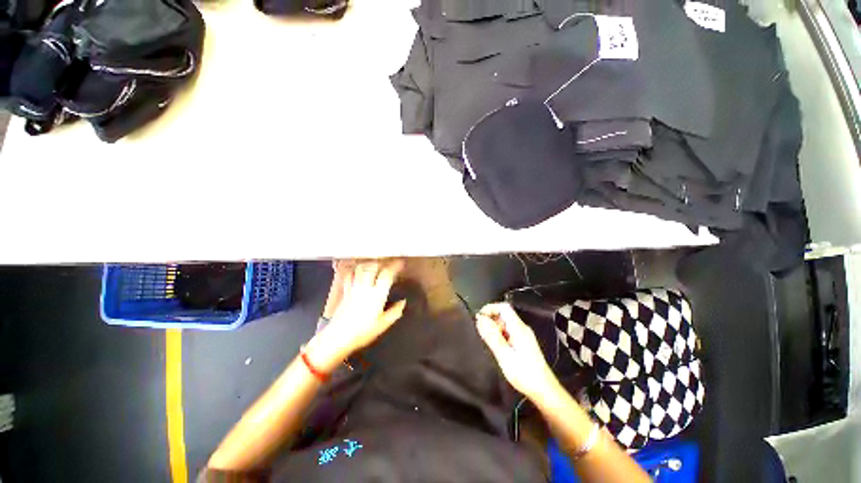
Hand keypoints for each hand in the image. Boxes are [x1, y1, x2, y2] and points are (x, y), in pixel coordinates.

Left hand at [306, 260, 405, 370]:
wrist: (338, 338)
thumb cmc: (362, 332)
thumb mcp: (383, 324)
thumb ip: (395, 312)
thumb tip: (403, 302)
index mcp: (377, 295)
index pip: (387, 275)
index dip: (395, 267)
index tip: (401, 263)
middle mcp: (365, 287)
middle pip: (373, 267)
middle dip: (382, 262)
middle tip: (388, 262)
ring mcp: (354, 288)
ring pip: (361, 269)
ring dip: (369, 264)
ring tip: (375, 264)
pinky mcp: (345, 291)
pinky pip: (350, 276)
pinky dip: (355, 271)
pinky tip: (358, 272)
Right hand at [475, 302, 559, 401]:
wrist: (544, 390)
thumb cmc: (524, 374)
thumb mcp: (504, 355)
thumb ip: (492, 336)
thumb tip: (480, 319)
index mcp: (518, 328)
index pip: (504, 307)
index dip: (490, 308)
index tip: (479, 318)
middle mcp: (522, 328)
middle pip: (504, 314)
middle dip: (491, 320)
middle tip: (483, 333)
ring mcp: (524, 335)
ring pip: (506, 324)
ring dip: (495, 329)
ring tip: (490, 343)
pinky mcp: (524, 343)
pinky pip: (509, 332)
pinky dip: (500, 335)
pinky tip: (498, 348)